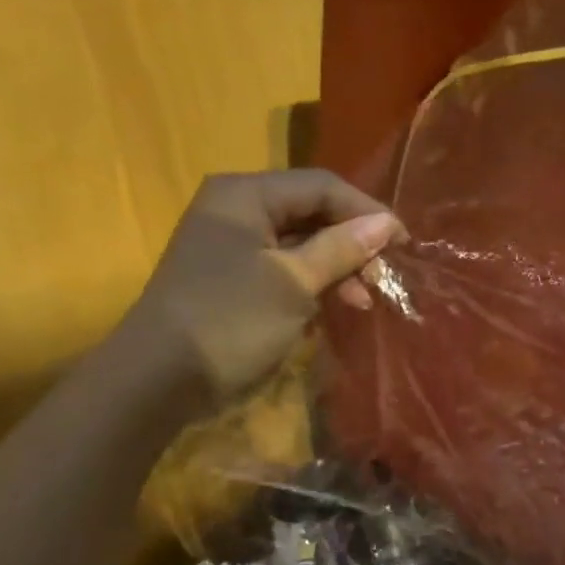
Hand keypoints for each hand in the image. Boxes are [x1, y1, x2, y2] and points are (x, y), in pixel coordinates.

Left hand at [117, 170, 403, 404]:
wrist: (160, 378)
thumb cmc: (231, 321)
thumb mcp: (293, 283)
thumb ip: (340, 248)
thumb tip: (385, 224)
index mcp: (246, 195)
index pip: (322, 186)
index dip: (367, 212)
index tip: (404, 246)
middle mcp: (237, 209)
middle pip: (312, 213)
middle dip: (352, 243)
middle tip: (383, 279)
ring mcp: (232, 246)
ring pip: (301, 244)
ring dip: (337, 268)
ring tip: (363, 301)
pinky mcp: (232, 280)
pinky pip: (284, 269)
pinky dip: (313, 285)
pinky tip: (332, 309)